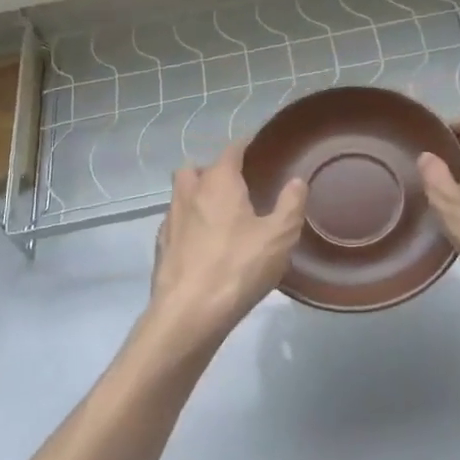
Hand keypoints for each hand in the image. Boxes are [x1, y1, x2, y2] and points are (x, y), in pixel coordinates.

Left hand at [148, 143, 306, 346]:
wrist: (189, 313)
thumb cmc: (238, 267)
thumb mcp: (279, 236)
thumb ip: (291, 204)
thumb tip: (297, 180)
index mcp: (218, 182)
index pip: (231, 151)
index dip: (245, 146)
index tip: (258, 148)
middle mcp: (189, 193)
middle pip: (195, 169)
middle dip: (212, 170)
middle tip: (236, 186)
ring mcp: (170, 220)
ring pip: (181, 195)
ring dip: (197, 197)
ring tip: (222, 216)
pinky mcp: (161, 247)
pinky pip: (176, 224)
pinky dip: (189, 225)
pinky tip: (205, 244)